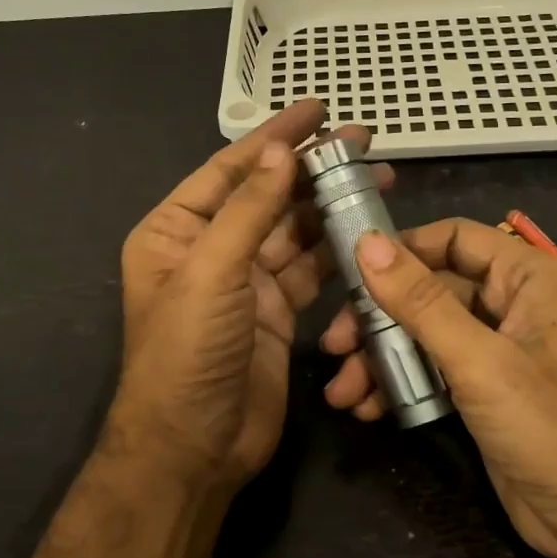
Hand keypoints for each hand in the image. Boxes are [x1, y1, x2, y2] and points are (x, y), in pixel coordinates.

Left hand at [111, 100, 390, 490]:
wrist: (195, 447)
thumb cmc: (187, 353)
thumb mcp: (212, 273)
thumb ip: (248, 211)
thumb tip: (280, 152)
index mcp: (176, 231)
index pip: (230, 170)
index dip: (274, 138)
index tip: (317, 109)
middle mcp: (211, 249)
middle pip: (267, 196)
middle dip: (312, 168)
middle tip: (362, 140)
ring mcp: (246, 282)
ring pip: (295, 231)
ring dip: (331, 205)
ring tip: (379, 176)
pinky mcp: (277, 312)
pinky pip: (311, 270)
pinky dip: (337, 250)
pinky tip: (369, 230)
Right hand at [320, 218, 556, 557]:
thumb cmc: (548, 426)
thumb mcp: (479, 360)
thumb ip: (420, 301)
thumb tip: (366, 243)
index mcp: (529, 277)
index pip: (454, 238)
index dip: (401, 250)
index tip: (349, 272)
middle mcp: (514, 303)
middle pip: (431, 289)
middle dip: (380, 319)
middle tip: (336, 345)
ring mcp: (498, 348)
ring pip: (426, 332)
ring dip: (382, 358)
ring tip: (342, 393)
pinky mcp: (484, 388)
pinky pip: (433, 368)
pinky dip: (401, 383)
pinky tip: (368, 408)